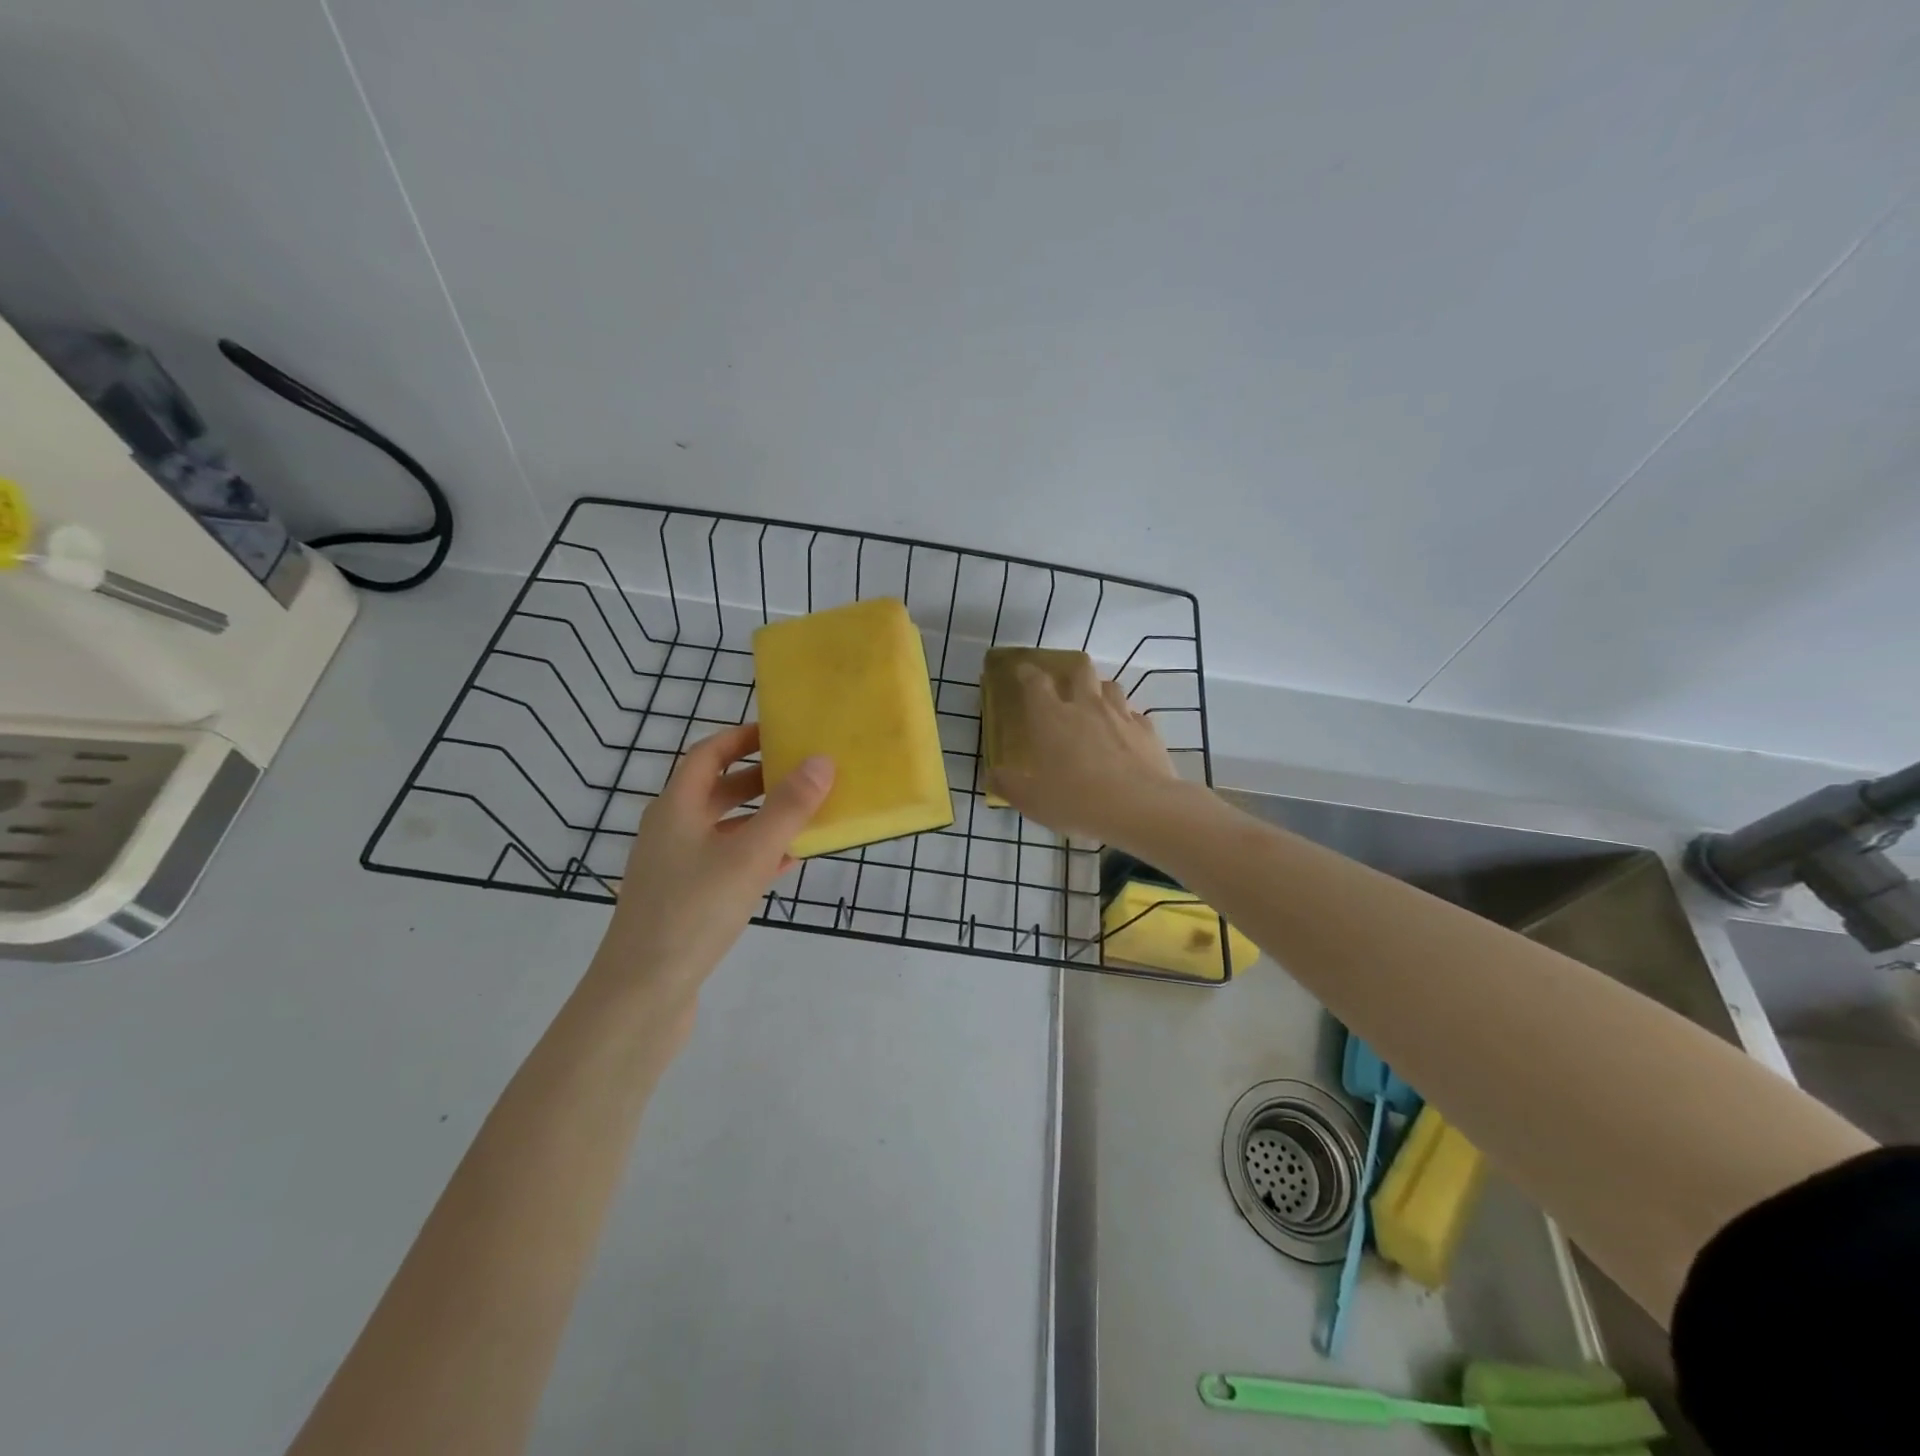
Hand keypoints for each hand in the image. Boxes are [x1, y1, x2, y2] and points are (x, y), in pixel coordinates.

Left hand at [593, 723, 832, 1005]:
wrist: (642, 994)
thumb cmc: (693, 911)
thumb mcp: (749, 855)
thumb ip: (788, 808)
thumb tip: (821, 760)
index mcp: (676, 807)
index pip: (708, 754)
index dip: (742, 737)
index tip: (782, 732)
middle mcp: (671, 830)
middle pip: (717, 790)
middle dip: (760, 778)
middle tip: (804, 772)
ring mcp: (675, 867)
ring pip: (724, 828)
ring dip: (762, 818)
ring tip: (805, 815)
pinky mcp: (684, 900)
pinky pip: (725, 862)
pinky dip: (755, 854)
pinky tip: (787, 864)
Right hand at [985, 657, 1178, 843]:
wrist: (1139, 808)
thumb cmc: (1076, 800)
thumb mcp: (1032, 801)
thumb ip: (1009, 785)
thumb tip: (992, 775)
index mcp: (1051, 717)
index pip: (1036, 682)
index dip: (1027, 673)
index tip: (1022, 671)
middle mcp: (1086, 706)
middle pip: (1080, 670)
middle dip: (1071, 671)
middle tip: (1066, 684)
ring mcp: (1120, 715)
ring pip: (1111, 686)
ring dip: (1101, 691)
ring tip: (1096, 706)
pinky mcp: (1147, 730)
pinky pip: (1134, 714)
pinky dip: (1127, 719)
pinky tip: (1125, 735)